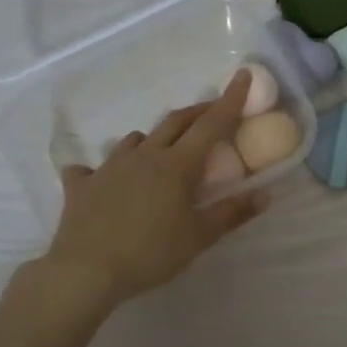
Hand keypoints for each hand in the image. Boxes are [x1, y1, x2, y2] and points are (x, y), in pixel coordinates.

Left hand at [42, 70, 269, 307]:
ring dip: (154, 139)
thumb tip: (265, 194)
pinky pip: (91, 168)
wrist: (86, 270)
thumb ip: (232, 213)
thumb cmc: (150, 253)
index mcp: (177, 165)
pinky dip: (101, 171)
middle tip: (213, 113)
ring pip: (136, 139)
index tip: (243, 75)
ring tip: (161, 152)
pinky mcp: (82, 185)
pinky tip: (103, 183)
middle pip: (176, 122)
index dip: (230, 100)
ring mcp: (109, 167)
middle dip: (197, 112)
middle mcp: (144, 155)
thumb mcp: (198, 238)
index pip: (212, 124)